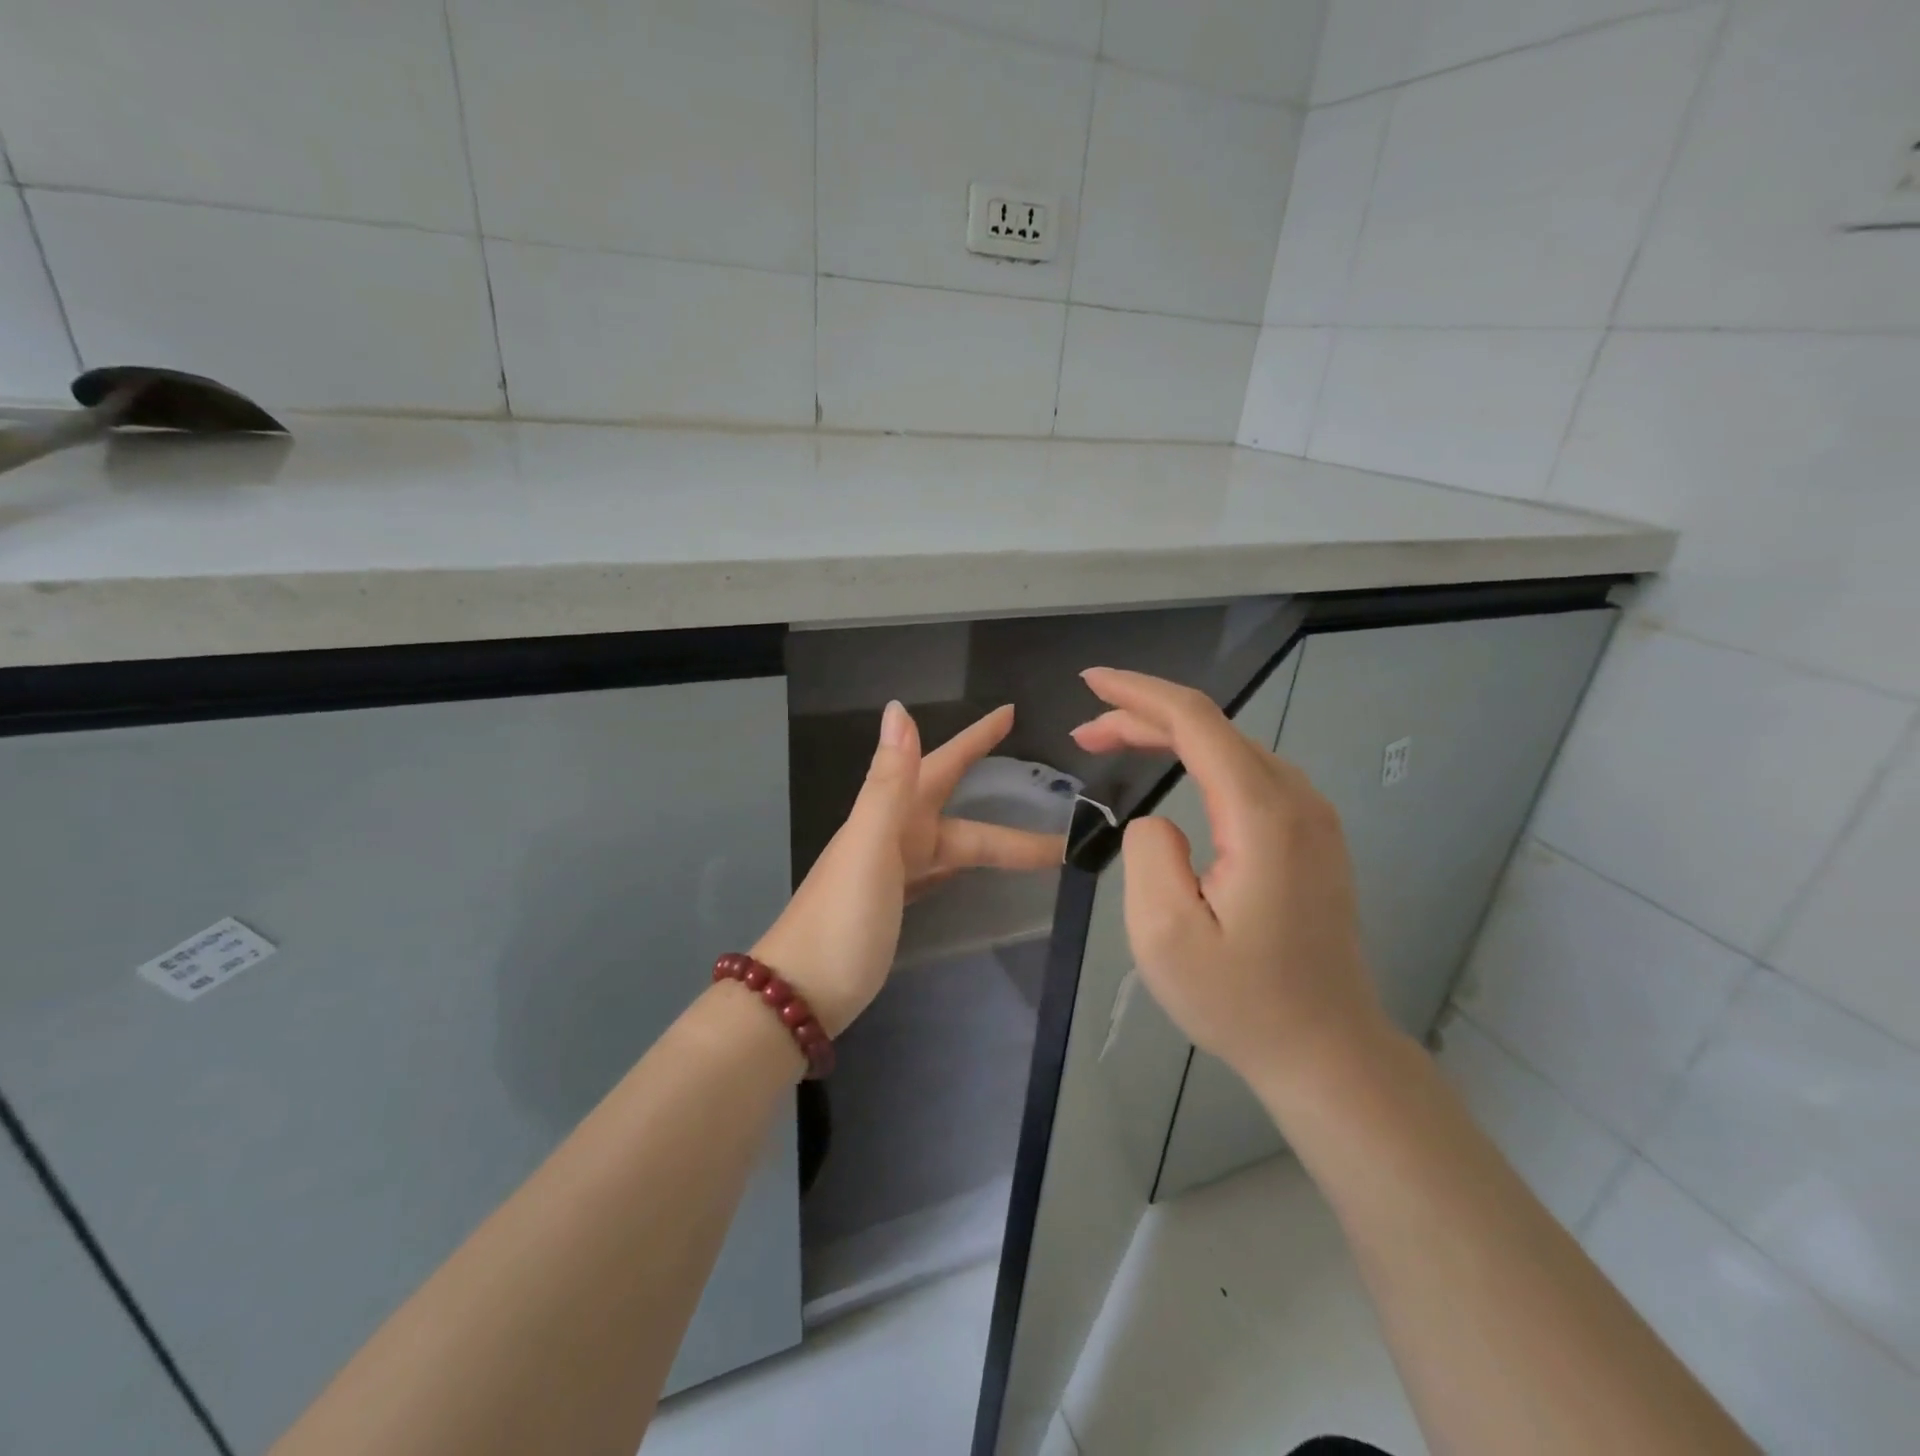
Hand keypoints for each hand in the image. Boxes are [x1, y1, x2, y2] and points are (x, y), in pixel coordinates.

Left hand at [753, 701, 1065, 1036]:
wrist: (797, 996)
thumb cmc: (842, 920)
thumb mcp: (870, 847)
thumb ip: (889, 783)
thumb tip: (899, 709)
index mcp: (889, 818)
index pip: (940, 766)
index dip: (974, 740)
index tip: (1009, 712)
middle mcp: (889, 837)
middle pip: (951, 805)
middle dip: (994, 790)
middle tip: (1041, 775)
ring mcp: (888, 874)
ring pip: (949, 843)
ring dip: (987, 835)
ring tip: (1031, 839)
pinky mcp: (890, 907)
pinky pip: (934, 873)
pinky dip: (957, 865)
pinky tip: (966, 870)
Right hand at [1070, 668, 1388, 1084]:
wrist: (1327, 1051)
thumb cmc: (1241, 1001)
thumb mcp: (1165, 936)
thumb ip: (1148, 854)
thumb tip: (1158, 821)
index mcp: (1262, 815)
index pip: (1196, 722)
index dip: (1138, 694)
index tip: (1090, 682)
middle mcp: (1296, 799)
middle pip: (1213, 728)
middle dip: (1142, 716)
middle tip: (1084, 733)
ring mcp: (1311, 815)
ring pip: (1230, 746)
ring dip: (1169, 735)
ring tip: (1113, 742)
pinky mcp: (1311, 834)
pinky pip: (1247, 771)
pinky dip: (1199, 757)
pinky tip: (1170, 766)